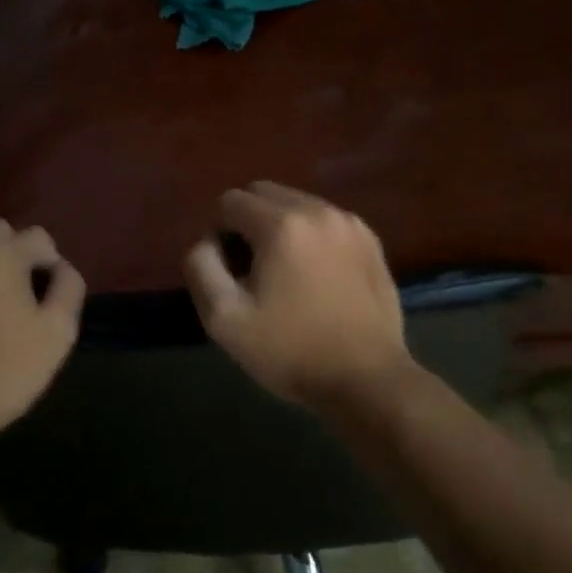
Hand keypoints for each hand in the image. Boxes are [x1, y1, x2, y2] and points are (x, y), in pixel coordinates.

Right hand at [183, 182, 410, 409]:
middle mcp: (317, 209)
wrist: (368, 380)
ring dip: (279, 225)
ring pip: (296, 203)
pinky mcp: (370, 239)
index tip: (229, 272)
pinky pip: (325, 220)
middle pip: (263, 192)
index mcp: (281, 224)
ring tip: (284, 272)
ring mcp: (348, 222)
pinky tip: (315, 275)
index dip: (218, 233)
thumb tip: (207, 241)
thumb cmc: (291, 351)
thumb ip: (201, 268)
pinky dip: (310, 235)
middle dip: (247, 221)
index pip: (229, 201)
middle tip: (251, 268)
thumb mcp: (225, 319)